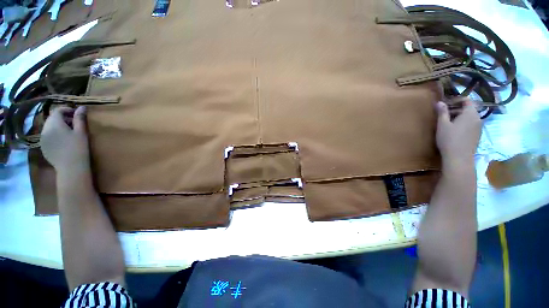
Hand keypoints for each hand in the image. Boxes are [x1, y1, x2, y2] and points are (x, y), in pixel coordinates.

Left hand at [40, 106, 90, 172]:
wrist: (70, 167)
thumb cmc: (78, 148)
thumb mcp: (81, 132)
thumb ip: (79, 118)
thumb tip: (82, 107)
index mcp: (54, 123)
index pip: (58, 110)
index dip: (67, 109)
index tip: (76, 113)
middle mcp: (45, 128)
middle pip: (52, 118)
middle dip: (63, 118)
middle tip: (74, 123)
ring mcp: (43, 138)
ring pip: (49, 127)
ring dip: (58, 126)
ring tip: (69, 132)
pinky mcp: (43, 146)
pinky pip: (48, 136)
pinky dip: (55, 134)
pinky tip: (63, 141)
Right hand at [435, 101, 481, 165]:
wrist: (459, 158)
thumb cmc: (449, 139)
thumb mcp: (442, 125)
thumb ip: (442, 112)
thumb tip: (440, 102)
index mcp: (470, 113)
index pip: (467, 100)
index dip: (456, 100)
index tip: (445, 103)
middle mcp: (478, 118)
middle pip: (468, 109)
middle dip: (456, 109)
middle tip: (443, 114)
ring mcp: (479, 127)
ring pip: (470, 117)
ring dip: (459, 117)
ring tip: (448, 123)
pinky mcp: (477, 135)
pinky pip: (471, 125)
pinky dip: (463, 124)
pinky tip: (454, 131)